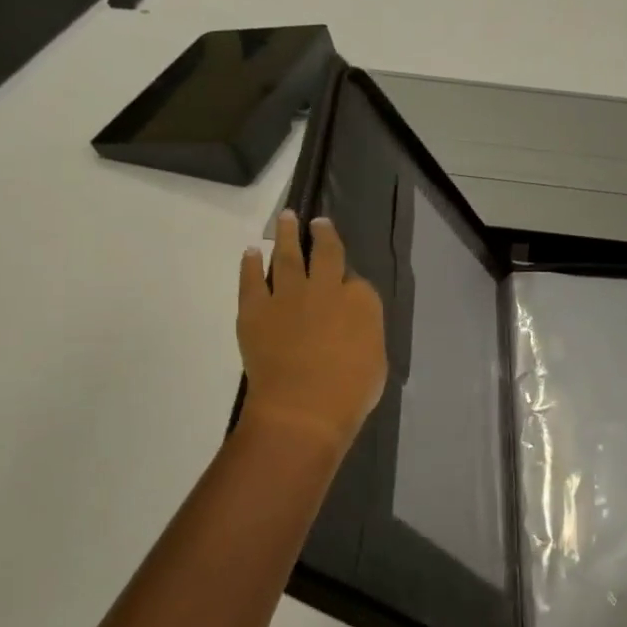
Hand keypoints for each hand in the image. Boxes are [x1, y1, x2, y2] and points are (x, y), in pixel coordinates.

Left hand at [237, 209, 386, 452]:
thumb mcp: (376, 361)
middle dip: (321, 234)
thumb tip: (353, 327)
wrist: (302, 409)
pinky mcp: (255, 308)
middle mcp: (325, 288)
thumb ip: (364, 334)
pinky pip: (251, 280)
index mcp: (361, 301)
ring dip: (285, 235)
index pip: (357, 281)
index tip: (345, 281)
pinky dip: (250, 264)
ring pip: (286, 256)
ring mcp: (288, 295)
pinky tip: (250, 252)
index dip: (349, 281)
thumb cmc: (350, 394)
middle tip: (316, 222)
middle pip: (325, 253)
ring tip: (284, 218)